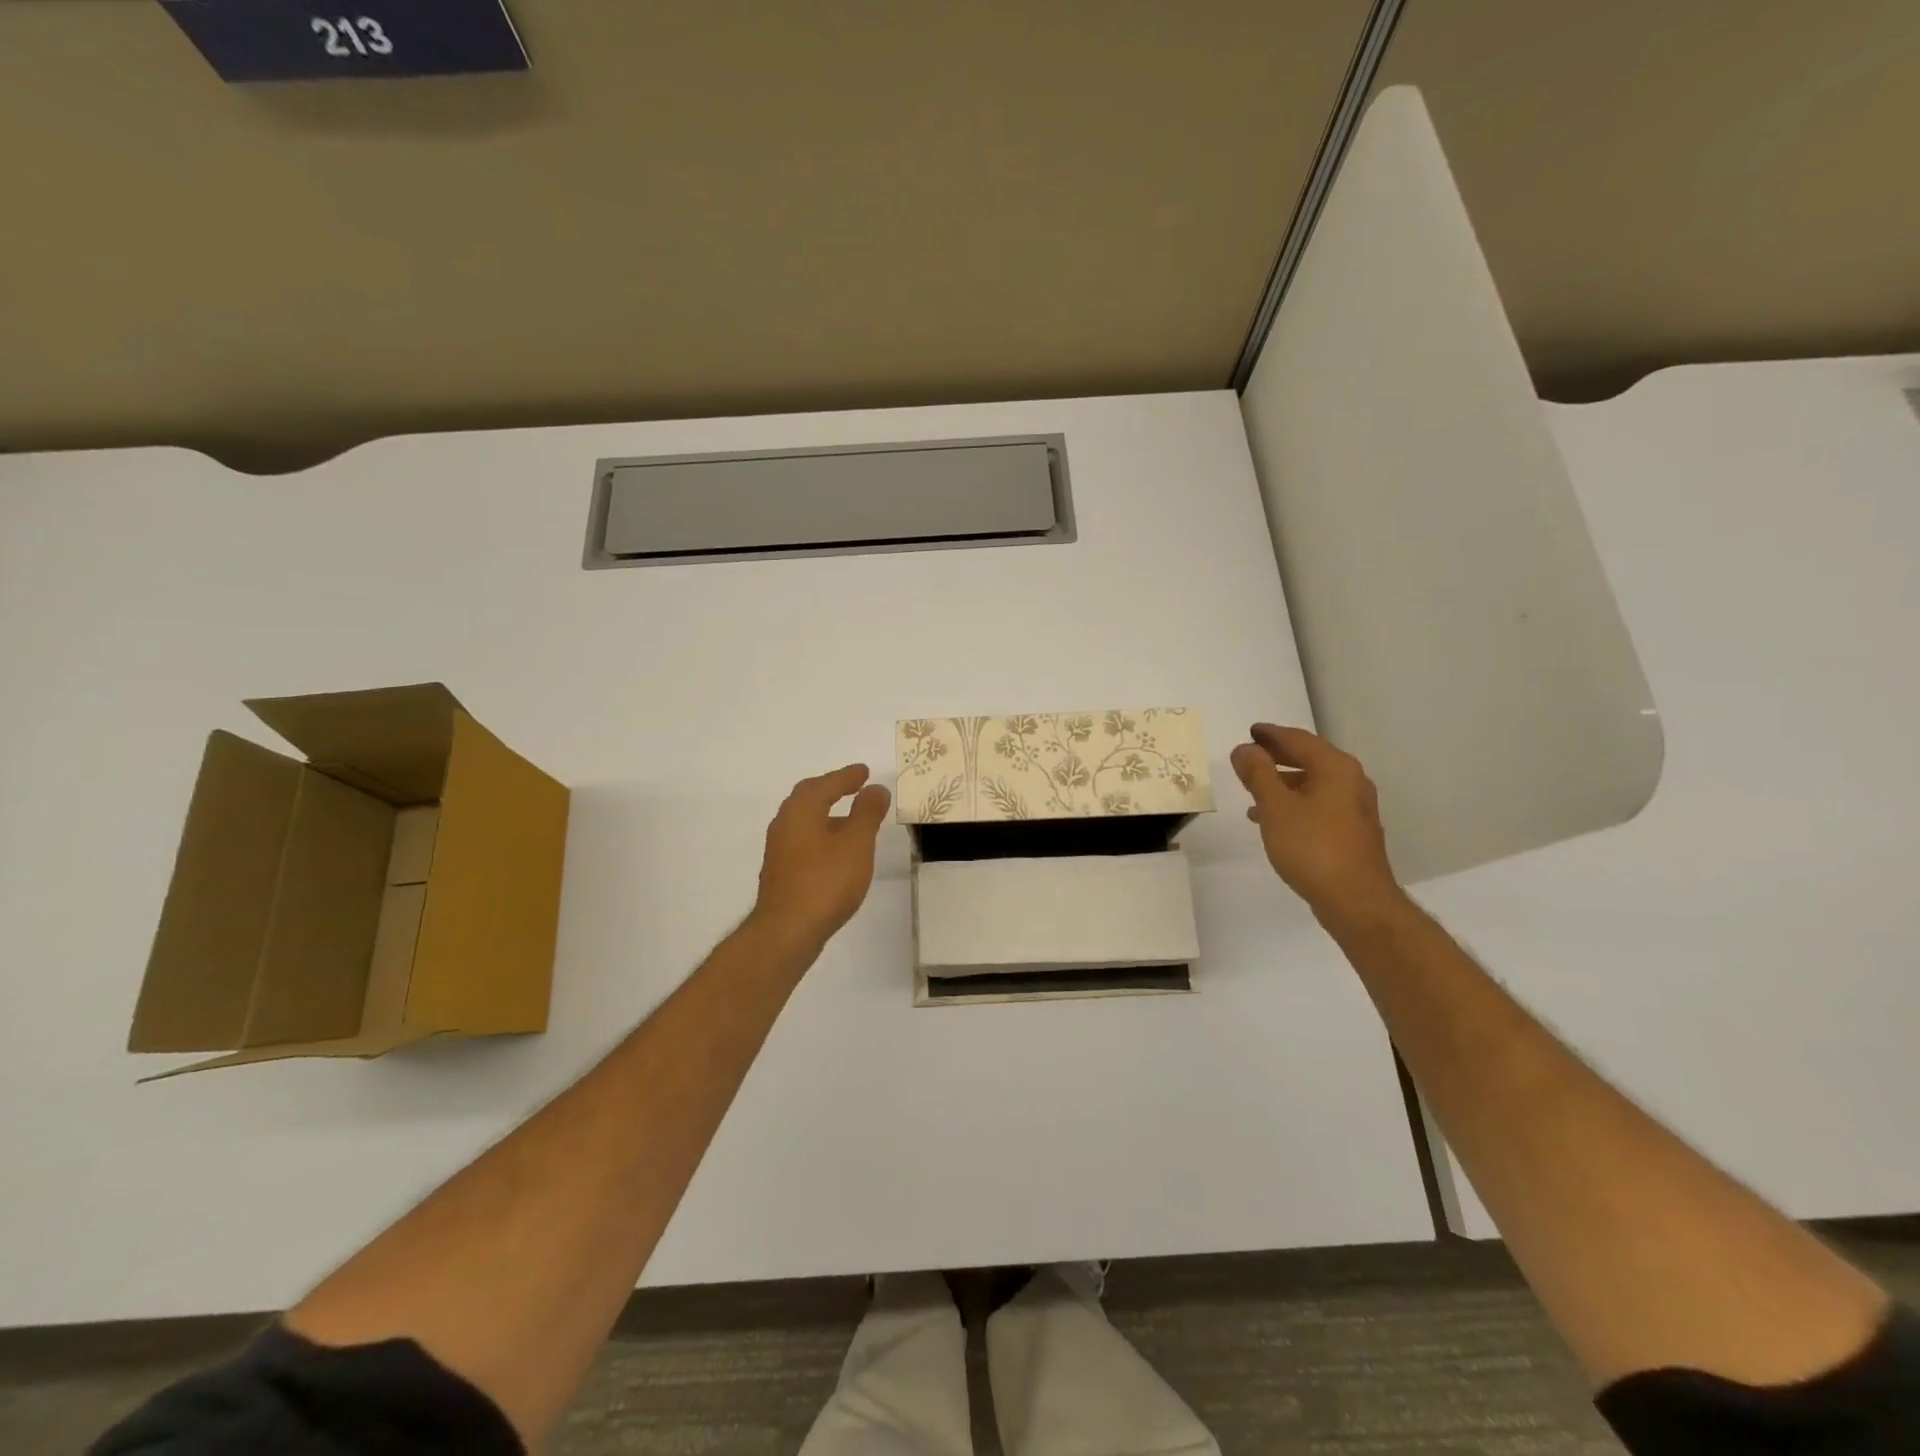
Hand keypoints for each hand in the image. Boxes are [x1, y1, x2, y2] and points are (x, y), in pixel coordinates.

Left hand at [749, 764, 891, 955]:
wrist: (786, 932)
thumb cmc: (825, 881)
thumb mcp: (856, 843)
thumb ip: (867, 813)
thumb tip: (875, 789)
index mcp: (801, 810)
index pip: (825, 784)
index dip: (847, 777)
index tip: (864, 772)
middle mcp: (784, 824)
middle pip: (808, 798)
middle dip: (831, 790)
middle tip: (854, 786)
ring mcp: (779, 851)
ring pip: (804, 822)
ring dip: (826, 815)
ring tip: (851, 819)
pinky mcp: (780, 874)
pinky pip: (803, 842)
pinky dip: (821, 836)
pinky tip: (836, 853)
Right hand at [1230, 724, 1405, 924]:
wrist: (1356, 900)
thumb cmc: (1312, 847)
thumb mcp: (1276, 807)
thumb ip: (1257, 774)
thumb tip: (1244, 749)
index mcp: (1335, 768)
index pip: (1299, 740)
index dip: (1272, 735)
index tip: (1251, 732)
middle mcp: (1351, 782)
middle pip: (1310, 759)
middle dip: (1278, 756)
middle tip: (1251, 755)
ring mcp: (1354, 808)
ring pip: (1313, 784)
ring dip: (1283, 782)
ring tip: (1253, 790)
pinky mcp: (1351, 832)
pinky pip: (1318, 805)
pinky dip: (1294, 803)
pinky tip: (1272, 820)